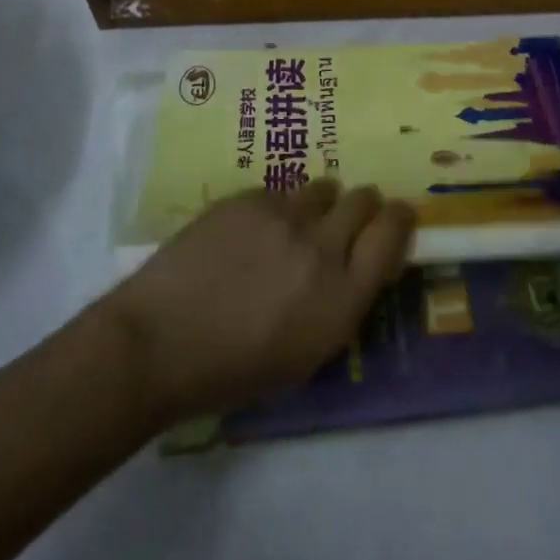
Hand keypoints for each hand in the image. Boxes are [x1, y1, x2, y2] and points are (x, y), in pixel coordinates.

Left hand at [102, 181, 415, 425]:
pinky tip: (251, 232)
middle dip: (363, 207)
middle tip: (347, 220)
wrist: (160, 342)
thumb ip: (341, 306)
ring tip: (297, 223)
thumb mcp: (305, 357)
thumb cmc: (233, 371)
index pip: (392, 234)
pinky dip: (276, 208)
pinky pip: (278, 191)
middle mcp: (321, 246)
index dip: (399, 219)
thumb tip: (355, 270)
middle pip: (364, 199)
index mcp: (342, 297)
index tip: (396, 216)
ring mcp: (283, 215)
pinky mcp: (248, 198)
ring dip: (320, 203)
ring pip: (322, 188)